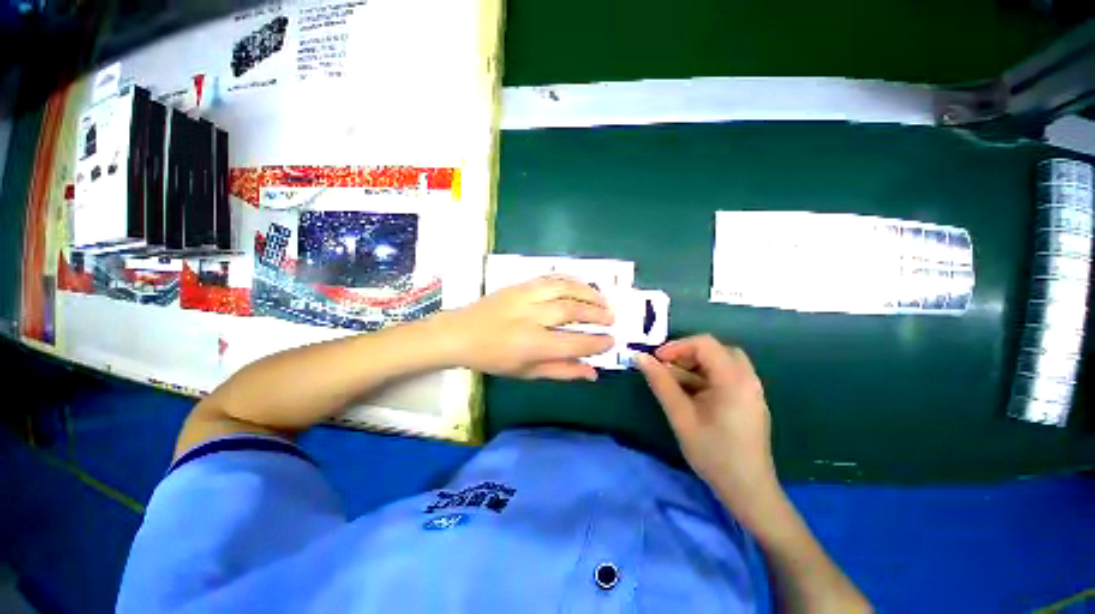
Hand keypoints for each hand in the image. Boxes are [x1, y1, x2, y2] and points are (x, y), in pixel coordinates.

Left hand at [442, 275, 614, 379]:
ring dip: (588, 293)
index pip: (573, 343)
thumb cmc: (493, 359)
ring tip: (604, 301)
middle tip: (612, 319)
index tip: (611, 341)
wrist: (461, 332)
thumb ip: (562, 371)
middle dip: (597, 314)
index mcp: (531, 345)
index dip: (596, 343)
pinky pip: (551, 277)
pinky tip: (582, 285)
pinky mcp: (520, 285)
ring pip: (564, 289)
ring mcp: (524, 297)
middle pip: (571, 311)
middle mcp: (530, 318)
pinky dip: (571, 280)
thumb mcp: (527, 372)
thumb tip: (592, 373)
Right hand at [636, 335, 779, 517]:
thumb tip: (640, 358)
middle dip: (687, 355)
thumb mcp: (681, 416)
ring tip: (674, 382)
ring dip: (695, 366)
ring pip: (720, 362)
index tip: (656, 360)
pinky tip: (691, 394)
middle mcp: (747, 378)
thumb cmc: (713, 453)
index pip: (705, 344)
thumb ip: (660, 383)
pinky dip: (705, 377)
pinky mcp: (748, 400)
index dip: (677, 346)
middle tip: (666, 369)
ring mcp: (751, 390)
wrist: (748, 491)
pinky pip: (725, 377)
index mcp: (734, 379)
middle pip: (715, 350)